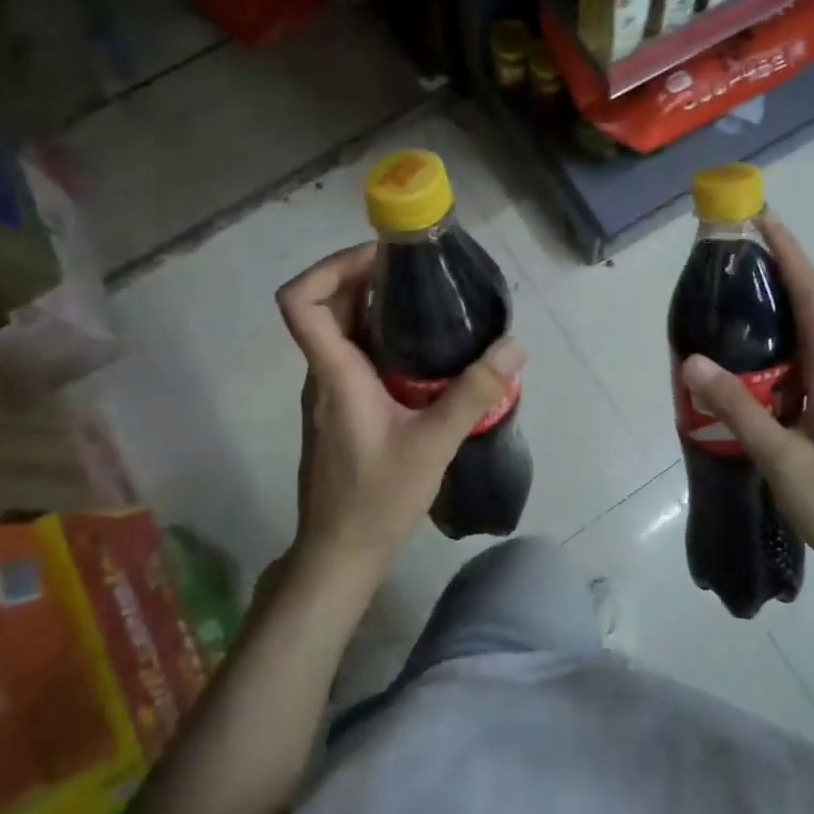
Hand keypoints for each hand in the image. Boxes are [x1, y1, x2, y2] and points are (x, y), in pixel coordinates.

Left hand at [277, 244, 526, 579]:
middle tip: (414, 270)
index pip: (299, 302)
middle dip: (360, 276)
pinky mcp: (340, 407)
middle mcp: (323, 374)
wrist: (340, 554)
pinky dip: (377, 334)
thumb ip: (474, 393)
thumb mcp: (433, 444)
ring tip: (424, 298)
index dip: (328, 266)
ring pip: (337, 329)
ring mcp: (328, 392)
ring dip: (370, 303)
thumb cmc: (377, 499)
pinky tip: (421, 348)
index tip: (380, 259)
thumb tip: (513, 344)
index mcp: (334, 373)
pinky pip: (350, 353)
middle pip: (322, 305)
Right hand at [678, 216, 813, 602]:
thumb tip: (690, 360)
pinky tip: (753, 358)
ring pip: (813, 331)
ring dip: (781, 305)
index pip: (812, 294)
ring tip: (736, 296)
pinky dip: (783, 341)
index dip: (788, 252)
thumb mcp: (781, 458)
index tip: (761, 217)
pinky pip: (811, 357)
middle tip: (733, 254)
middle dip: (779, 269)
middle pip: (813, 304)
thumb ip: (736, 407)